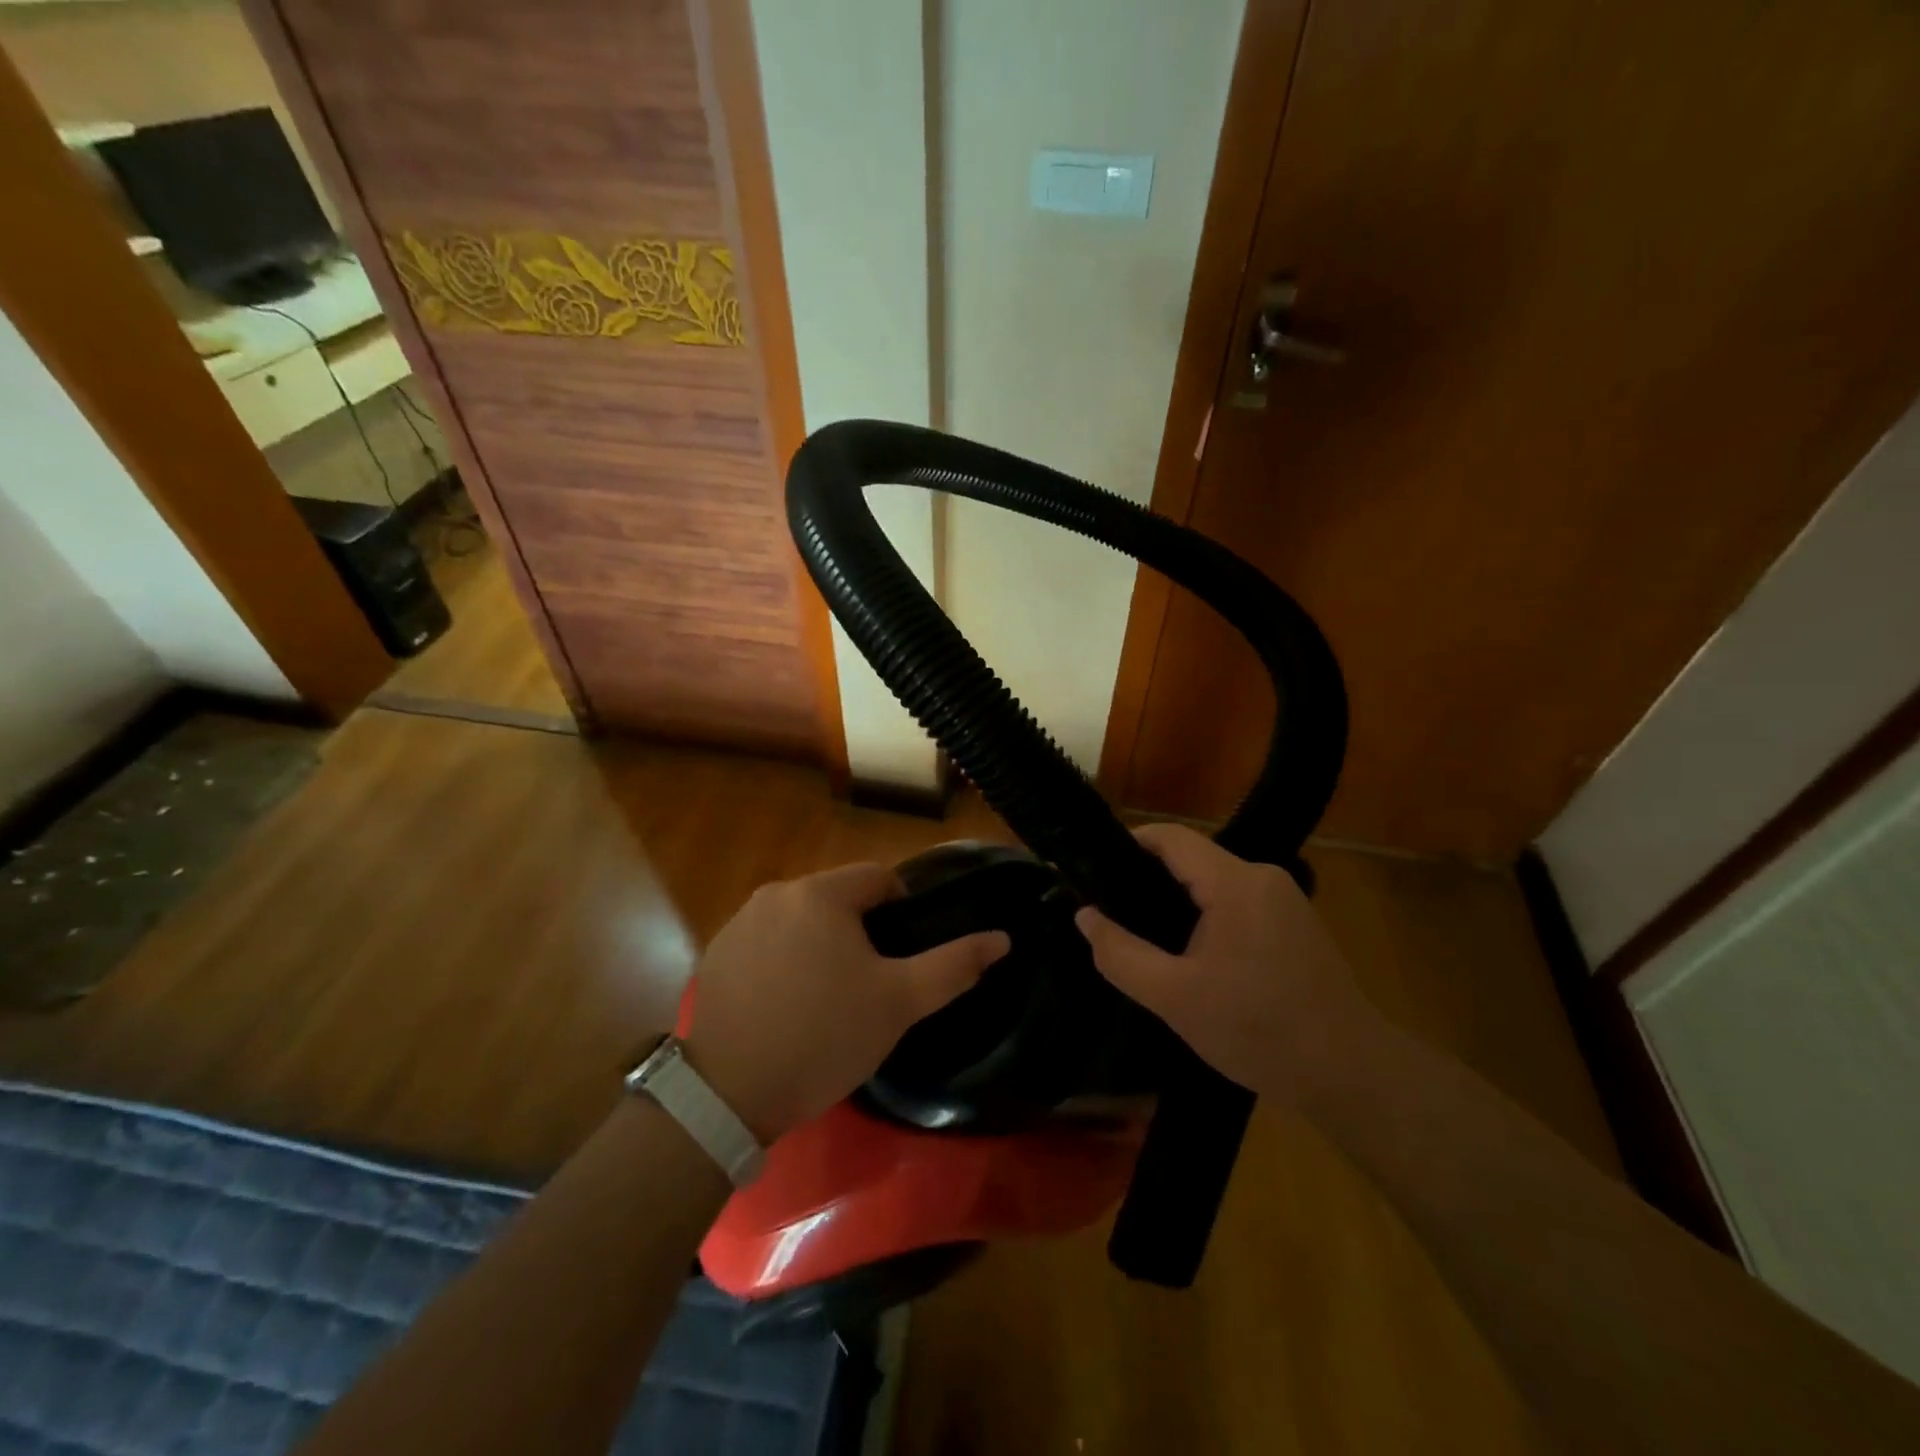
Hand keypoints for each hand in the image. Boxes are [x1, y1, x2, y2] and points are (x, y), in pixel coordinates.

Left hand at [683, 863, 1009, 1142]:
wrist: (729, 1095)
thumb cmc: (825, 1037)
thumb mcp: (900, 1003)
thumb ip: (954, 965)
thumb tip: (1002, 938)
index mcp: (820, 892)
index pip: (879, 879)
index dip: (902, 913)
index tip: (902, 959)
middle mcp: (775, 893)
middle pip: (838, 898)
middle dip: (860, 932)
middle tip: (868, 985)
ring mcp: (738, 922)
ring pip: (802, 920)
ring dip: (821, 945)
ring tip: (828, 999)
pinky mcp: (716, 954)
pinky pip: (767, 942)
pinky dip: (784, 961)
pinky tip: (786, 1007)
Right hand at [1074, 823, 1373, 1104]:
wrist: (1351, 1074)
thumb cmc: (1259, 1032)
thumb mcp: (1175, 998)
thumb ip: (1120, 954)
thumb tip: (1084, 916)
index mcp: (1235, 883)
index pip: (1171, 837)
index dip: (1129, 844)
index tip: (1094, 871)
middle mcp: (1263, 876)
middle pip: (1192, 858)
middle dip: (1149, 880)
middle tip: (1114, 914)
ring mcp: (1286, 898)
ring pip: (1215, 881)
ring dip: (1179, 900)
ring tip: (1147, 936)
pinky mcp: (1297, 921)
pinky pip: (1239, 901)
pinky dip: (1208, 914)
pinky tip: (1194, 953)